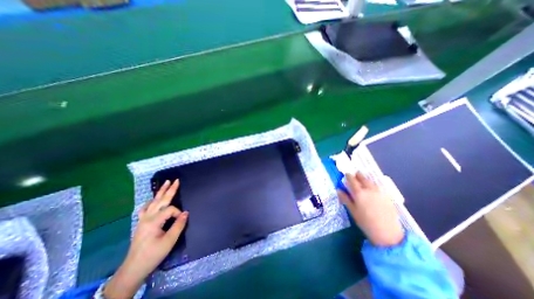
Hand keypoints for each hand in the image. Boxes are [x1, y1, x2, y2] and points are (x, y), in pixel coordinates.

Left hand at [104, 179, 187, 298]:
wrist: (133, 268)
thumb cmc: (153, 255)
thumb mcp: (169, 241)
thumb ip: (178, 225)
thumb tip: (186, 213)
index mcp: (154, 221)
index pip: (170, 209)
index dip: (178, 213)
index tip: (182, 220)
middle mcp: (147, 217)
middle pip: (160, 200)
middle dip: (169, 190)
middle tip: (176, 180)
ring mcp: (142, 219)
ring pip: (153, 202)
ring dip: (160, 192)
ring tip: (166, 183)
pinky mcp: (141, 223)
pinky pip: (145, 208)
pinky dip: (151, 201)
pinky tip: (153, 200)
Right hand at [340, 171, 401, 245]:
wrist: (388, 233)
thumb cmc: (366, 222)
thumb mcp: (353, 211)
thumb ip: (345, 199)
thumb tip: (338, 190)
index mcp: (359, 193)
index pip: (352, 180)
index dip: (348, 176)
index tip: (346, 174)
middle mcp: (369, 189)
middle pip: (363, 178)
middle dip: (358, 175)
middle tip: (355, 175)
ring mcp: (380, 192)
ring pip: (371, 181)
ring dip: (366, 179)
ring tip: (363, 181)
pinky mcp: (388, 196)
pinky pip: (379, 186)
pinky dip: (374, 184)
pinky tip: (373, 188)